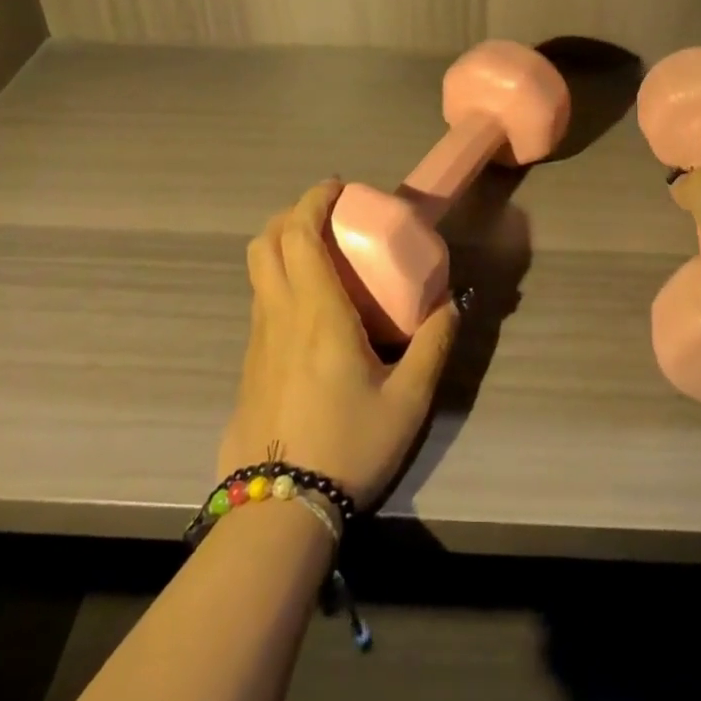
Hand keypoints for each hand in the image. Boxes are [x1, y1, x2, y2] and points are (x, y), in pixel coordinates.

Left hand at [217, 178, 463, 509]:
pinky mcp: (249, 364)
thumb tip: (452, 303)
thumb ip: (433, 345)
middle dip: (291, 213)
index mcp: (317, 312)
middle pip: (266, 241)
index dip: (314, 199)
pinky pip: (260, 300)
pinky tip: (308, 307)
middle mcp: (280, 314)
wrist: (277, 513)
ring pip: (257, 270)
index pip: (300, 234)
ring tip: (319, 253)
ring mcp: (257, 339)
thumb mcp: (408, 401)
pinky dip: (279, 278)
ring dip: (282, 244)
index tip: (338, 187)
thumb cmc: (348, 446)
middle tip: (326, 214)